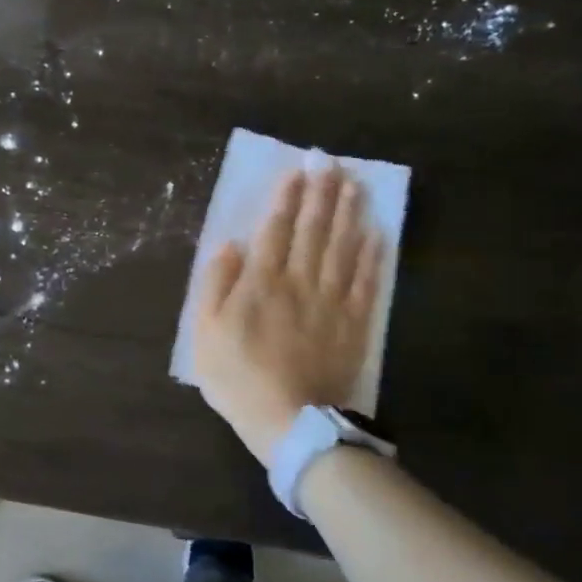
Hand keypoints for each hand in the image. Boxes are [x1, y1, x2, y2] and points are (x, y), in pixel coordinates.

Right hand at [192, 166, 383, 466]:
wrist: (288, 420)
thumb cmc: (237, 377)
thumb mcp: (205, 332)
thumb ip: (216, 285)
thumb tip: (230, 245)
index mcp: (261, 283)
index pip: (275, 230)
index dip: (286, 198)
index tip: (297, 169)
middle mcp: (299, 282)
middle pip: (313, 230)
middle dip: (321, 193)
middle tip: (331, 161)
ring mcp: (331, 302)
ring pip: (342, 248)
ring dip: (348, 213)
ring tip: (354, 184)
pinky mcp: (353, 323)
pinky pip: (365, 282)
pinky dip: (372, 255)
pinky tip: (376, 233)